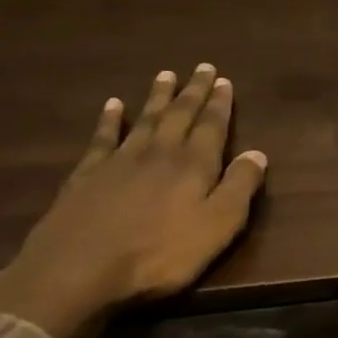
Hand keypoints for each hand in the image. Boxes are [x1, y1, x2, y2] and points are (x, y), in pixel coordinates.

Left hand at [0, 64, 268, 337]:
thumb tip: (258, 154)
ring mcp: (119, 161)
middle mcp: (159, 153)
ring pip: (145, 120)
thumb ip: (240, 188)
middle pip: (179, 115)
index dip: (219, 104)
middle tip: (202, 67)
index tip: (224, 80)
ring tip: (166, 75)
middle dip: (193, 91)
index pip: (211, 127)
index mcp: (194, 166)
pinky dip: (110, 119)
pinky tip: (113, 105)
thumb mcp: (218, 226)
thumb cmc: (161, 254)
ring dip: (158, 98)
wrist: (80, 270)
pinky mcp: (87, 175)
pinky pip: (102, 138)